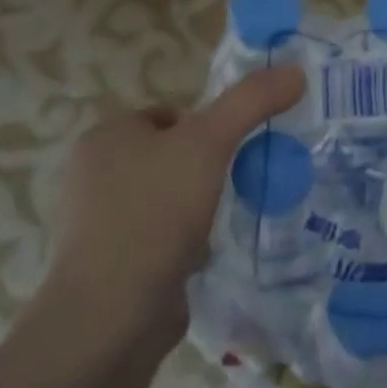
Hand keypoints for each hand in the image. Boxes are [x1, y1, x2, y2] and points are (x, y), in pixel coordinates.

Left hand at [40, 65, 305, 339]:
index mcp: (104, 137)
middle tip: (234, 185)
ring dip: (195, 208)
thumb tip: (295, 70)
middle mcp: (92, 176)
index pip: (167, 115)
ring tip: (223, 221)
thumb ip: (252, 101)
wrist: (111, 316)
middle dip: (204, 170)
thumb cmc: (154, 213)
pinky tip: (203, 256)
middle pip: (169, 156)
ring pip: (165, 199)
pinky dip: (181, 244)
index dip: (205, 128)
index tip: (231, 153)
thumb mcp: (210, 142)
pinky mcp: (108, 268)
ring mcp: (96, 225)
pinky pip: (157, 240)